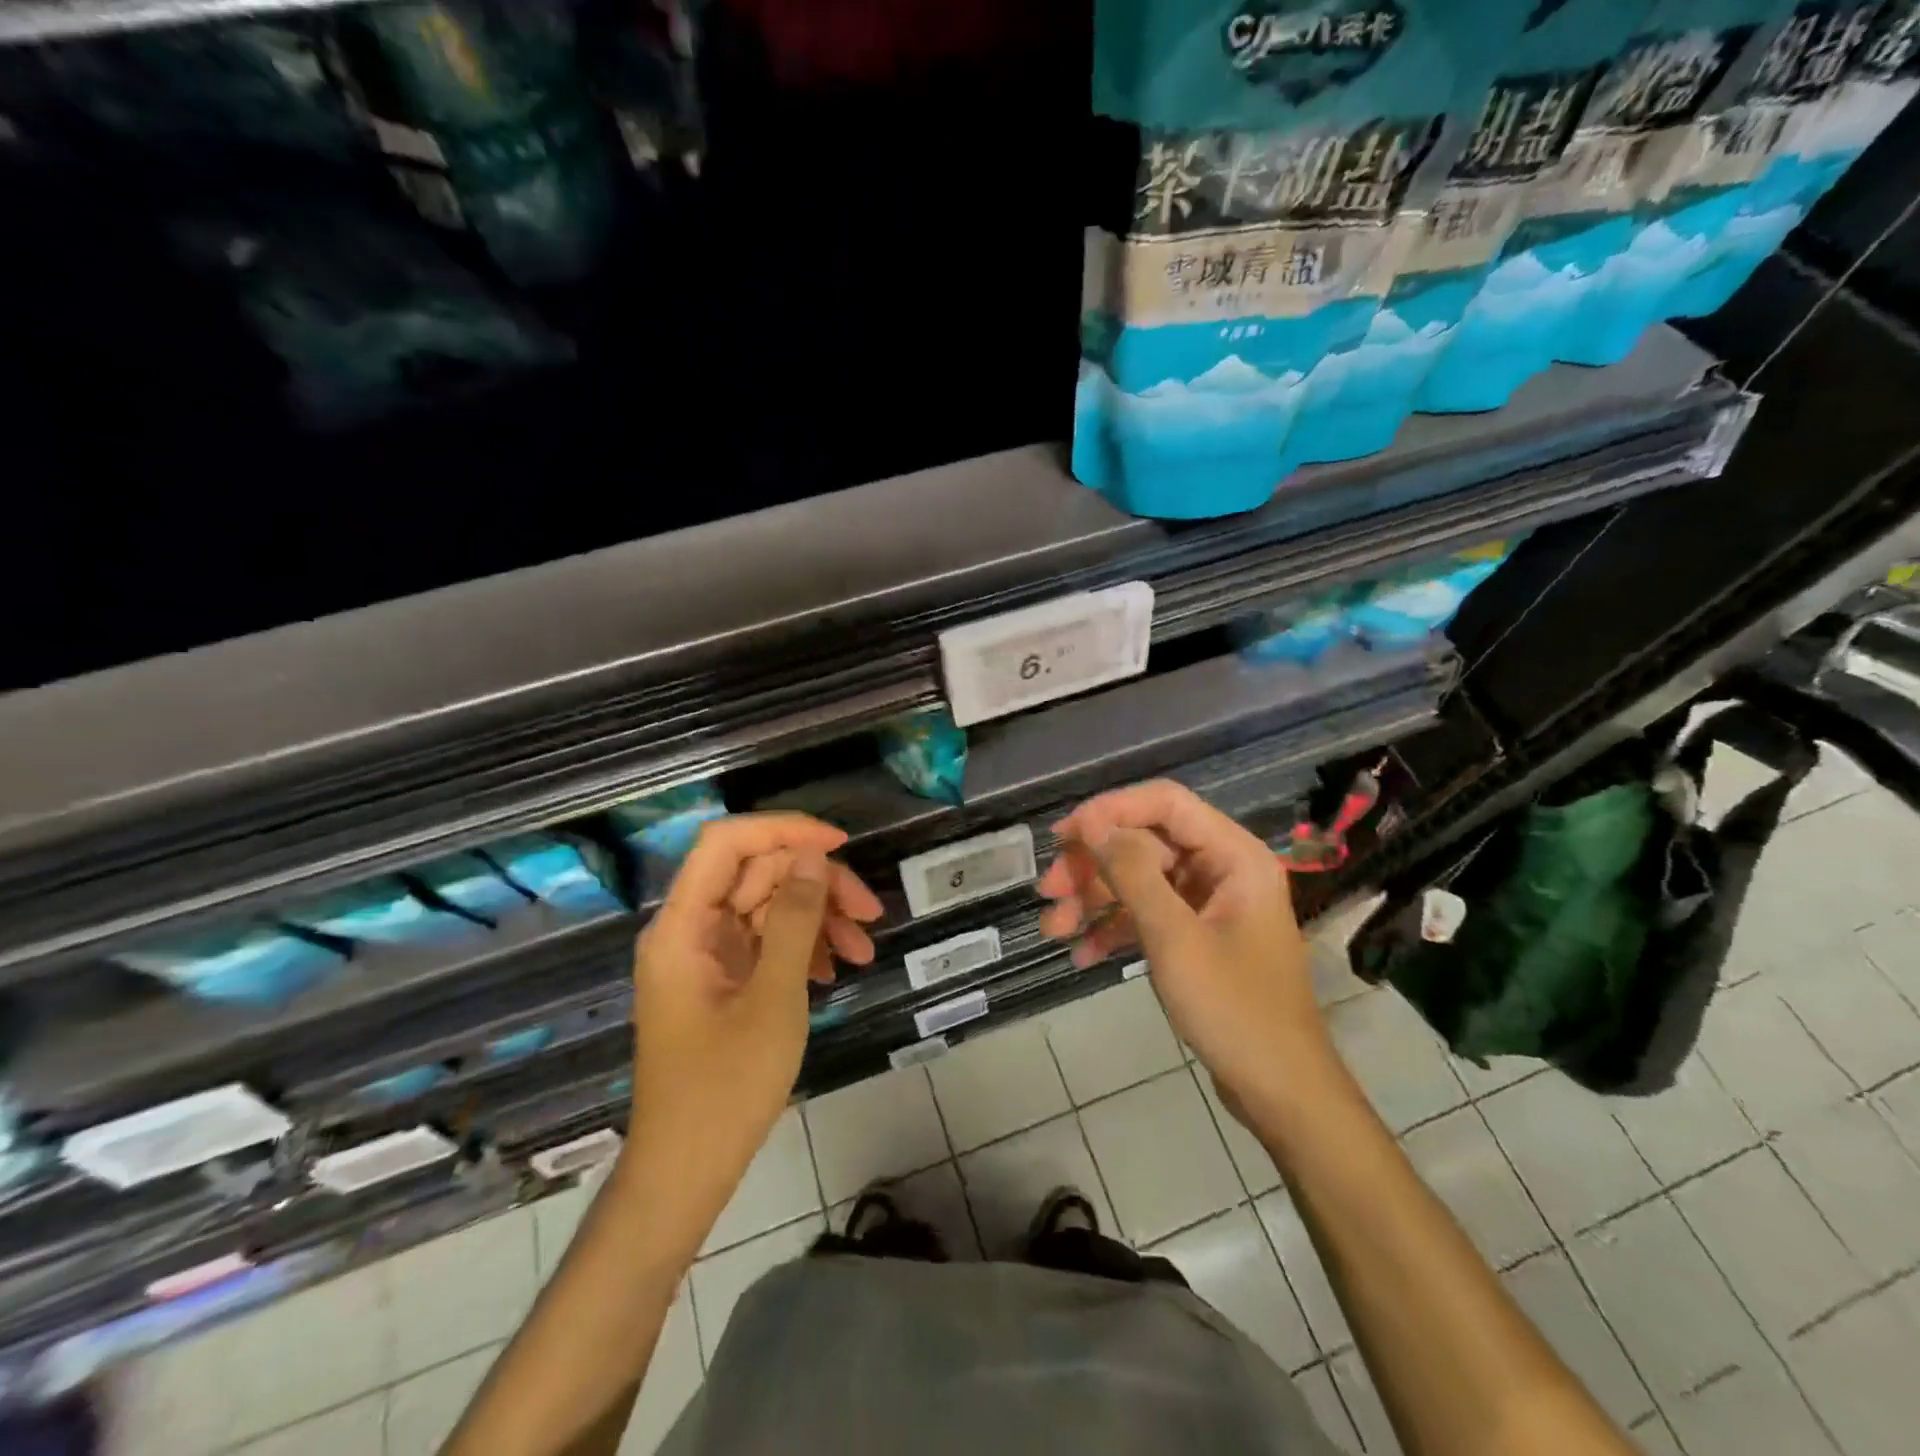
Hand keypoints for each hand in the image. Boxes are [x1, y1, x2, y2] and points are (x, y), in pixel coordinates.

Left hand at [622, 814, 880, 1255]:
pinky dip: (803, 947)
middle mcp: (689, 929)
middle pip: (757, 874)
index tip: (839, 845)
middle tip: (870, 912)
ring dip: (818, 918)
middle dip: (816, 884)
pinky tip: (834, 971)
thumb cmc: (726, 1086)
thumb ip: (793, 920)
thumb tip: (812, 856)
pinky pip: (765, 941)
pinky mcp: (722, 980)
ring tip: (863, 950)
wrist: (687, 1171)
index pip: (727, 843)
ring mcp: (705, 956)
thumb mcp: (773, 997)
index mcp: (683, 925)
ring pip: (767, 906)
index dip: (783, 830)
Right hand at [1038, 780, 1325, 1114]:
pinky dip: (1115, 929)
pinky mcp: (1197, 937)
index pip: (1165, 803)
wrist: (1280, 1092)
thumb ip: (1132, 873)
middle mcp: (1222, 869)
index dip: (1111, 810)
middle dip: (1093, 866)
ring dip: (1095, 901)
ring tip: (1052, 930)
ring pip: (1140, 881)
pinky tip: (1082, 955)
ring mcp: (1209, 905)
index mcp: (1233, 855)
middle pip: (1145, 843)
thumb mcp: (1174, 938)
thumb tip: (1093, 826)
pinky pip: (1148, 916)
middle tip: (1048, 891)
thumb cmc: (1235, 1009)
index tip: (1064, 835)